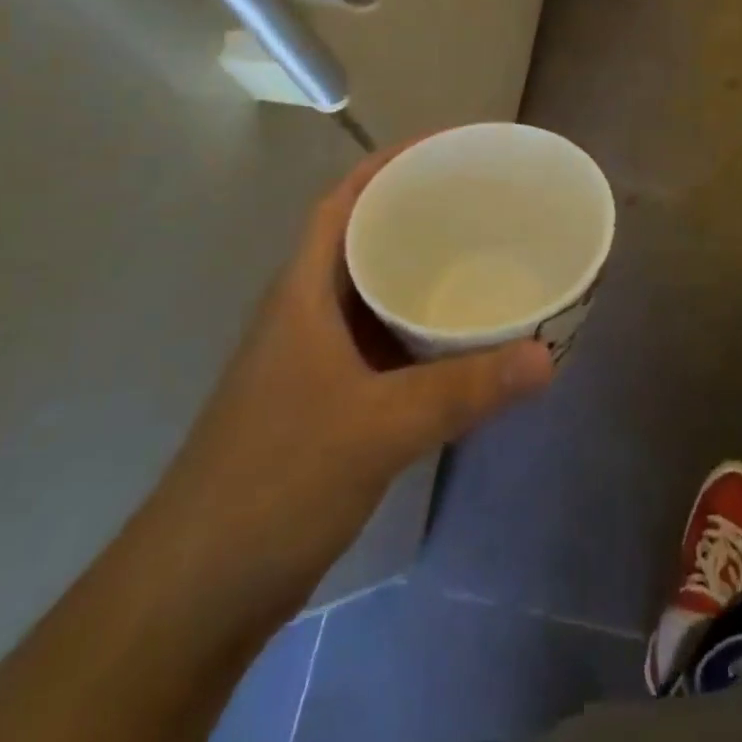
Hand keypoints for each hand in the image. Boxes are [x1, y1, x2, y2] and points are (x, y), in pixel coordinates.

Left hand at [154, 146, 554, 616]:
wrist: (195, 591)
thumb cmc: (274, 481)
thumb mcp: (377, 427)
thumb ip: (463, 390)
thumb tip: (546, 356)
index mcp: (303, 292)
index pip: (343, 201)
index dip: (388, 165)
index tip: (445, 149)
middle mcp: (305, 312)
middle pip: (361, 238)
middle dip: (414, 212)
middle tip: (481, 201)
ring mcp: (312, 359)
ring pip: (372, 292)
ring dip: (418, 272)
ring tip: (480, 256)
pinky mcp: (324, 400)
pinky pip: (380, 340)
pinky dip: (417, 328)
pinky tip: (458, 339)